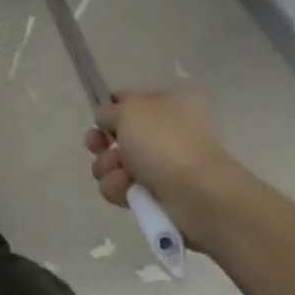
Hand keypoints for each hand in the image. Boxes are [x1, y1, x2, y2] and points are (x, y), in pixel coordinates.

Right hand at [84, 89, 239, 225]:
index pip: (129, 100)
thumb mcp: (130, 110)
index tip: (99, 120)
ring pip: (114, 163)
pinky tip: (128, 190)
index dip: (110, 109)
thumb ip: (109, 110)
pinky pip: (121, 187)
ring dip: (108, 167)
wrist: (195, 194)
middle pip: (117, 135)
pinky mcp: (154, 194)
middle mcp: (166, 132)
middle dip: (102, 143)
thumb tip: (106, 121)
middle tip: (99, 147)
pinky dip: (119, 188)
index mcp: (170, 103)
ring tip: (121, 174)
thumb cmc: (163, 142)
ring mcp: (161, 164)